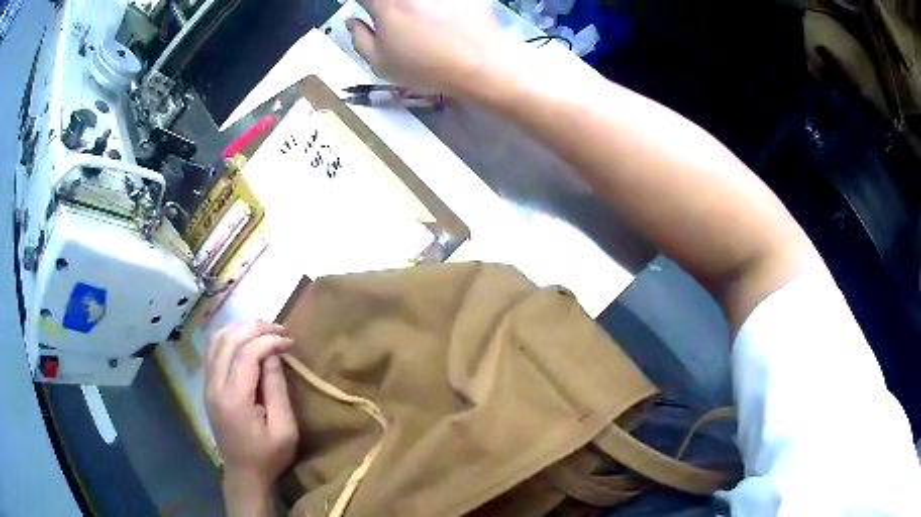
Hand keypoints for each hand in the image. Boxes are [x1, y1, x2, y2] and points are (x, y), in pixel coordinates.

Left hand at [205, 321, 297, 494]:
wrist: (244, 474)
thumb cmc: (269, 456)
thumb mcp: (284, 428)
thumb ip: (277, 388)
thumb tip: (273, 354)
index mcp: (234, 399)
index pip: (246, 354)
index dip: (268, 341)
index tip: (290, 341)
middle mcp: (214, 386)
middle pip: (228, 340)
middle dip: (254, 327)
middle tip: (278, 328)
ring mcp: (207, 385)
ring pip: (215, 341)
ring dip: (239, 328)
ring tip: (263, 329)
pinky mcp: (207, 387)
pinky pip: (212, 351)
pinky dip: (228, 337)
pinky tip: (244, 339)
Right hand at [349, 0, 503, 94]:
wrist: (481, 64)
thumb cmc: (426, 67)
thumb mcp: (381, 64)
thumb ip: (359, 38)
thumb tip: (353, 21)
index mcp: (385, 3)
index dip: (367, 6)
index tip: (370, 13)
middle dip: (389, 8)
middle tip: (398, 21)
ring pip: (419, 1)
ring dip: (418, 9)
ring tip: (427, 25)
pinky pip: (445, 1)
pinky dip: (441, 8)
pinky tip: (447, 22)